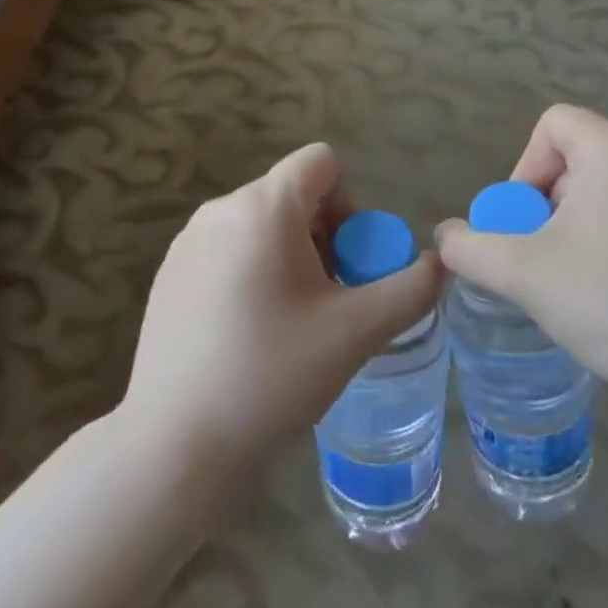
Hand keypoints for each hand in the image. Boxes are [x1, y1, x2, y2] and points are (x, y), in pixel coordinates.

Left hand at [123, 143, 445, 471]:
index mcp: (264, 207)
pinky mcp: (168, 273)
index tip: (347, 262)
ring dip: (288, 255)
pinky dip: (250, 271)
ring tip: (290, 321)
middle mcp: (220, 209)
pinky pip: (226, 248)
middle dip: (322, 235)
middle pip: (291, 194)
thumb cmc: (273, 376)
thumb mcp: (356, 332)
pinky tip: (247, 334)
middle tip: (327, 299)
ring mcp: (187, 241)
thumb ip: (410, 289)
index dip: (349, 203)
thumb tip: (440, 265)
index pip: (320, 163)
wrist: (177, 445)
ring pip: (258, 223)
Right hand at [435, 105, 607, 430]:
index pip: (554, 125)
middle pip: (585, 153)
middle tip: (552, 253)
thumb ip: (470, 247)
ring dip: (590, 214)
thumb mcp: (523, 274)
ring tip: (589, 271)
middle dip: (556, 198)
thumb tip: (445, 236)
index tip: (527, 223)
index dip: (526, 168)